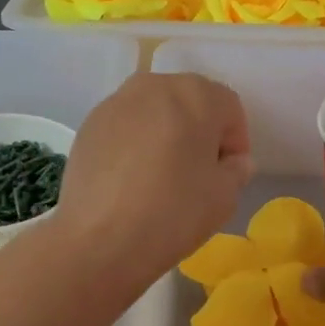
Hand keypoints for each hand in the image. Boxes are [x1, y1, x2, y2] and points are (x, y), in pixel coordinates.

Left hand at [53, 73, 255, 289]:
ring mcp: (116, 102)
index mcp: (196, 94)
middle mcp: (155, 86)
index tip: (228, 173)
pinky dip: (134, 144)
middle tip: (197, 172)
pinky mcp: (89, 124)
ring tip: (161, 176)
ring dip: (164, 134)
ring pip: (154, 112)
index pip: (229, 108)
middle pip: (189, 102)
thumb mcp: (224, 196)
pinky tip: (130, 180)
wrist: (100, 239)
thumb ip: (235, 170)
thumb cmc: (174, 212)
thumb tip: (231, 162)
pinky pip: (125, 127)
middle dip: (198, 131)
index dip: (234, 141)